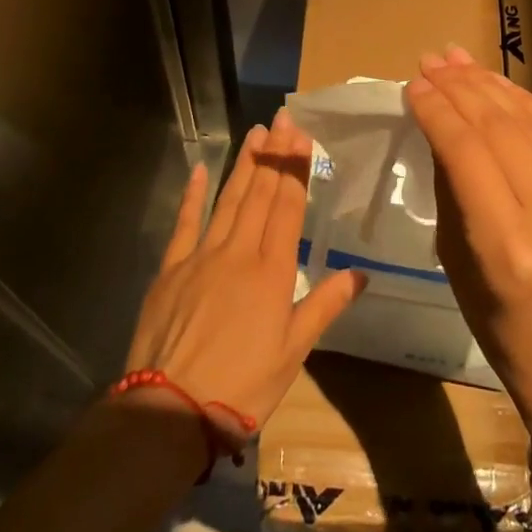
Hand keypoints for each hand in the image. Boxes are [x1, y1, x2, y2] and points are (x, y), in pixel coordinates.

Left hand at [124, 109, 366, 424]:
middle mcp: (239, 252)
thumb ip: (324, 306)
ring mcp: (202, 256)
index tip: (302, 137)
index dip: (296, 169)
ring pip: (228, 199)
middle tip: (282, 119)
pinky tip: (201, 169)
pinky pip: (185, 222)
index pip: (288, 207)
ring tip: (256, 134)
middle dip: (274, 154)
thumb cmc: (242, 387)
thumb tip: (361, 274)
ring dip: (244, 165)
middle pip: (260, 194)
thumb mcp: (293, 352)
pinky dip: (193, 194)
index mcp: (272, 271)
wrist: (170, 412)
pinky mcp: (171, 268)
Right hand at [407, 46, 531, 424]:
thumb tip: (437, 122)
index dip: (437, 111)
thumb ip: (451, 187)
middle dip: (460, 87)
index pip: (466, 151)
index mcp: (509, 249)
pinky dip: (529, 105)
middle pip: (500, 128)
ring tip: (458, 61)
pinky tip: (501, 86)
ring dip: (491, 85)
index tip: (413, 84)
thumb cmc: (505, 328)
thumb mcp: (457, 264)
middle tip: (432, 62)